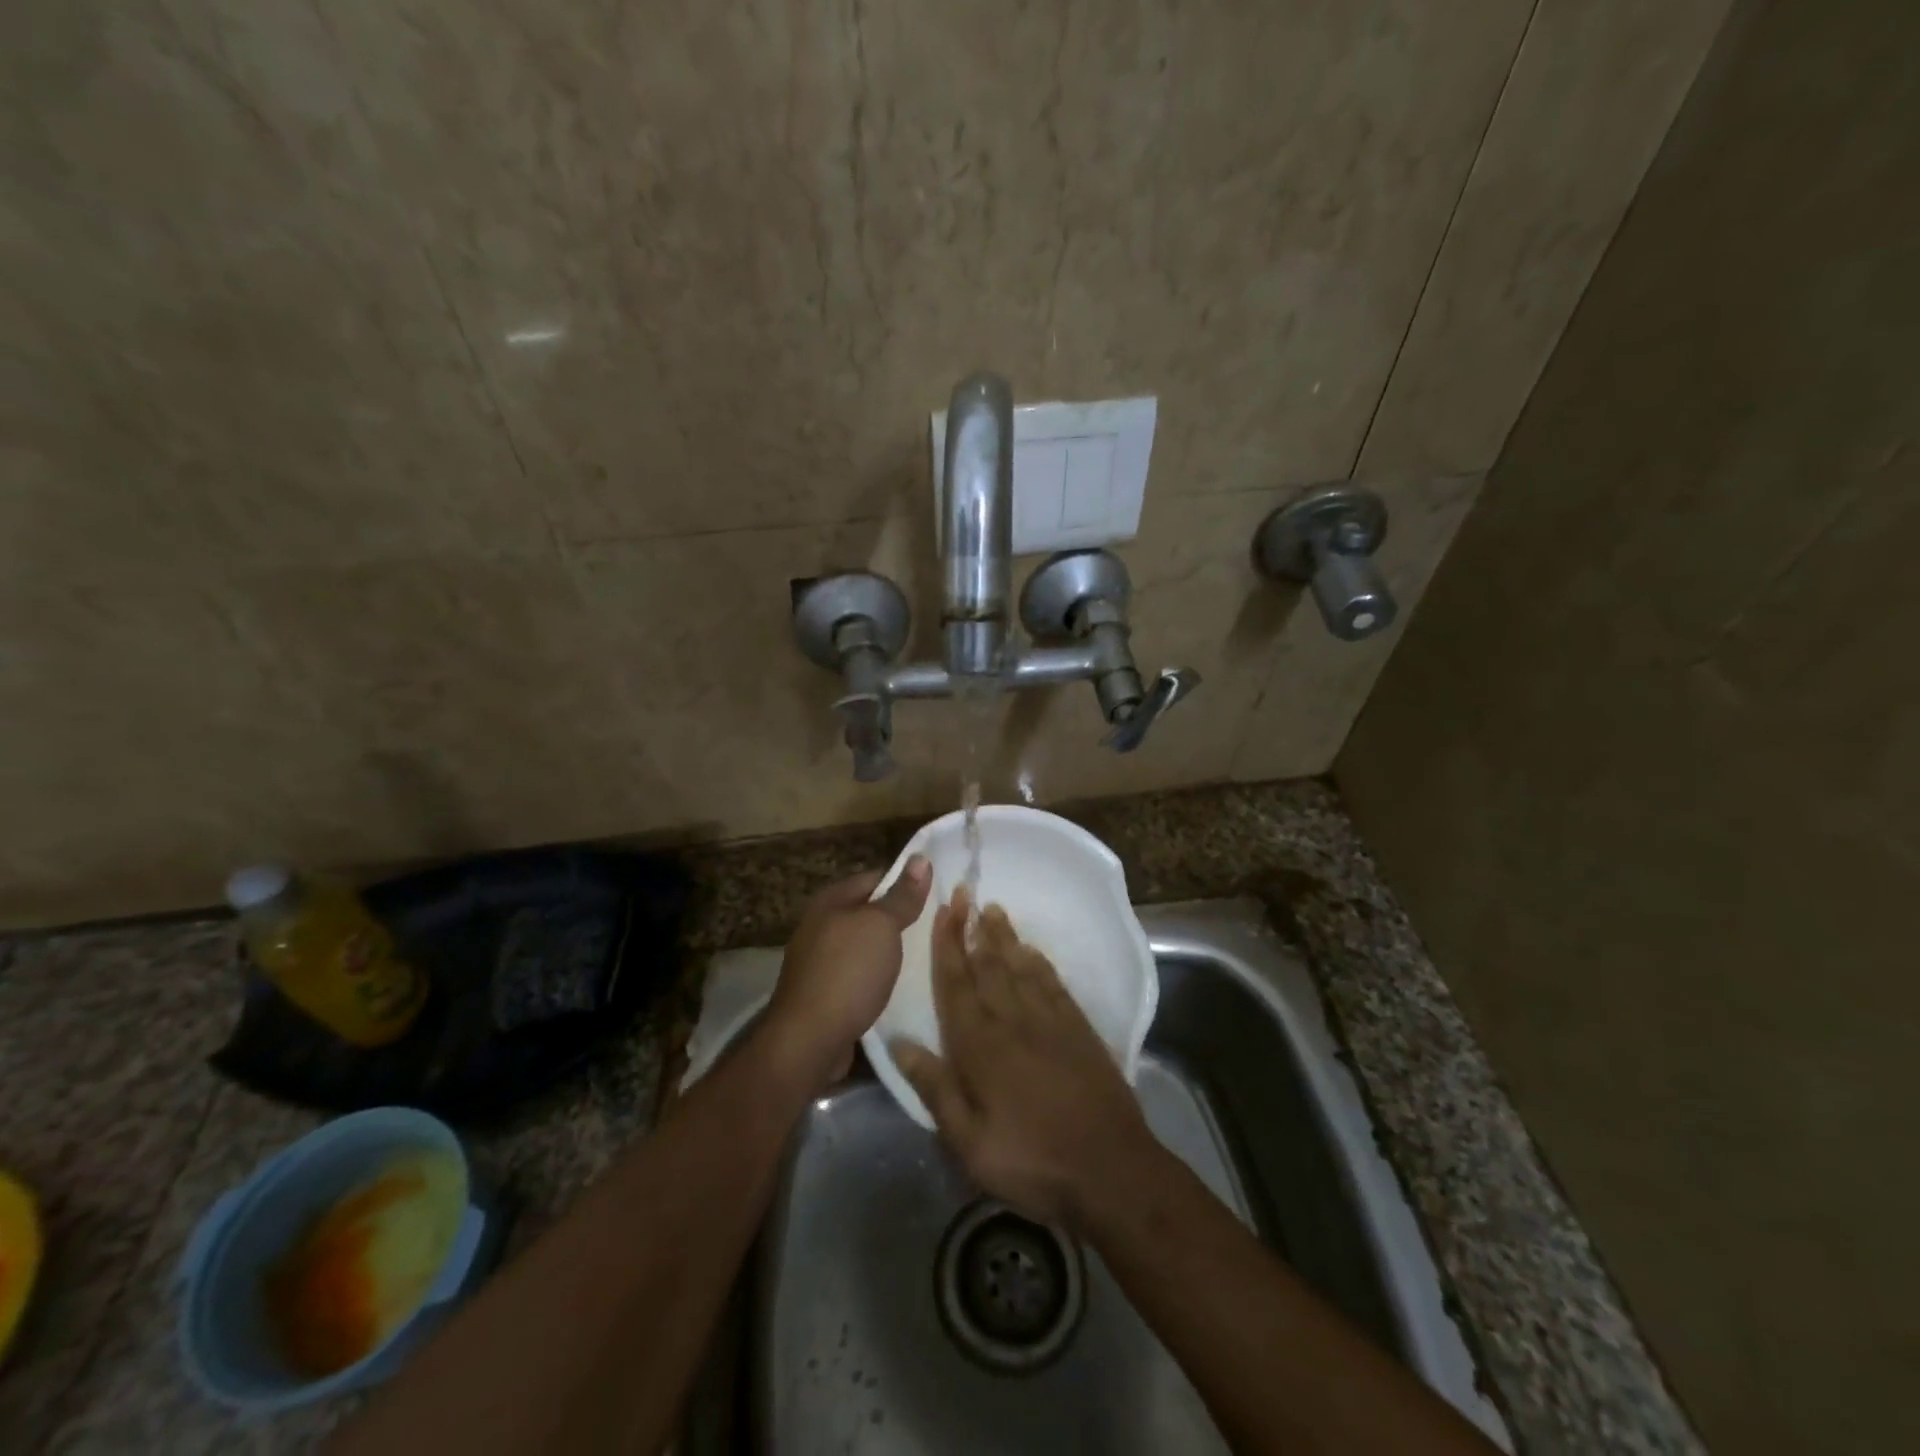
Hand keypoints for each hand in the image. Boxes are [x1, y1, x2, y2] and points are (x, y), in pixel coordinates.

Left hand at [761, 856, 931, 1090]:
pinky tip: (897, 986)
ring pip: (863, 946)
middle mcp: (820, 925)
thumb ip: (901, 896)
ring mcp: (818, 961)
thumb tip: (920, 857)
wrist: (808, 1040)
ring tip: (924, 957)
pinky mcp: (822, 993)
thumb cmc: (847, 973)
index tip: (937, 895)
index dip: (905, 883)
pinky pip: (857, 974)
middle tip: (937, 927)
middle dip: (898, 919)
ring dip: (888, 951)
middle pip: (867, 912)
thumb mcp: (881, 926)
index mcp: (830, 900)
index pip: (875, 877)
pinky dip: (876, 977)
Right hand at [891, 891, 1158, 1229]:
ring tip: (991, 909)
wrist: (1111, 1169)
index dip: (946, 946)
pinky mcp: (1079, 1028)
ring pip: (1019, 966)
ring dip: (1004, 937)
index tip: (941, 911)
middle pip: (987, 965)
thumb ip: (935, 1089)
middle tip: (963, 892)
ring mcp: (1049, 1020)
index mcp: (980, 1046)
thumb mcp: (970, 1143)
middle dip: (971, 928)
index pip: (956, 984)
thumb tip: (899, 1043)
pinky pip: (1053, 983)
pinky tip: (1031, 949)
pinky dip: (1039, 961)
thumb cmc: (1032, 1161)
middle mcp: (1012, 1021)